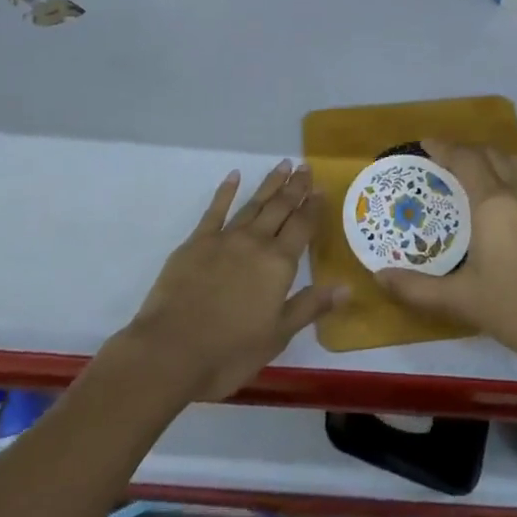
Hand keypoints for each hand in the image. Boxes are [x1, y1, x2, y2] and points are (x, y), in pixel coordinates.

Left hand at [122, 161, 343, 401]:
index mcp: (279, 264)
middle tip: (305, 166)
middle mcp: (256, 242)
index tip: (321, 188)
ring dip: (270, 184)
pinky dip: (226, 191)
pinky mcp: (197, 242)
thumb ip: (310, 306)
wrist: (170, 350)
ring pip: (254, 204)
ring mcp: (225, 238)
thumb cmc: (229, 352)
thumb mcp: (278, 336)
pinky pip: (216, 210)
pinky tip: (234, 176)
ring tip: (283, 165)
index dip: (313, 207)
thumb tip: (346, 286)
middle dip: (295, 187)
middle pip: (280, 208)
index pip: (302, 227)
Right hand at [376, 140, 516, 402]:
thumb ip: (416, 288)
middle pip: (489, 153)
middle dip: (463, 149)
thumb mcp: (460, 301)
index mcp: (493, 204)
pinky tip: (498, 195)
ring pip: (512, 161)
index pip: (465, 159)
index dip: (444, 147)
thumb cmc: (515, 311)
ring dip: (488, 156)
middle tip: (440, 158)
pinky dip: (506, 171)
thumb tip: (379, 276)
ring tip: (468, 169)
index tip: (424, 143)